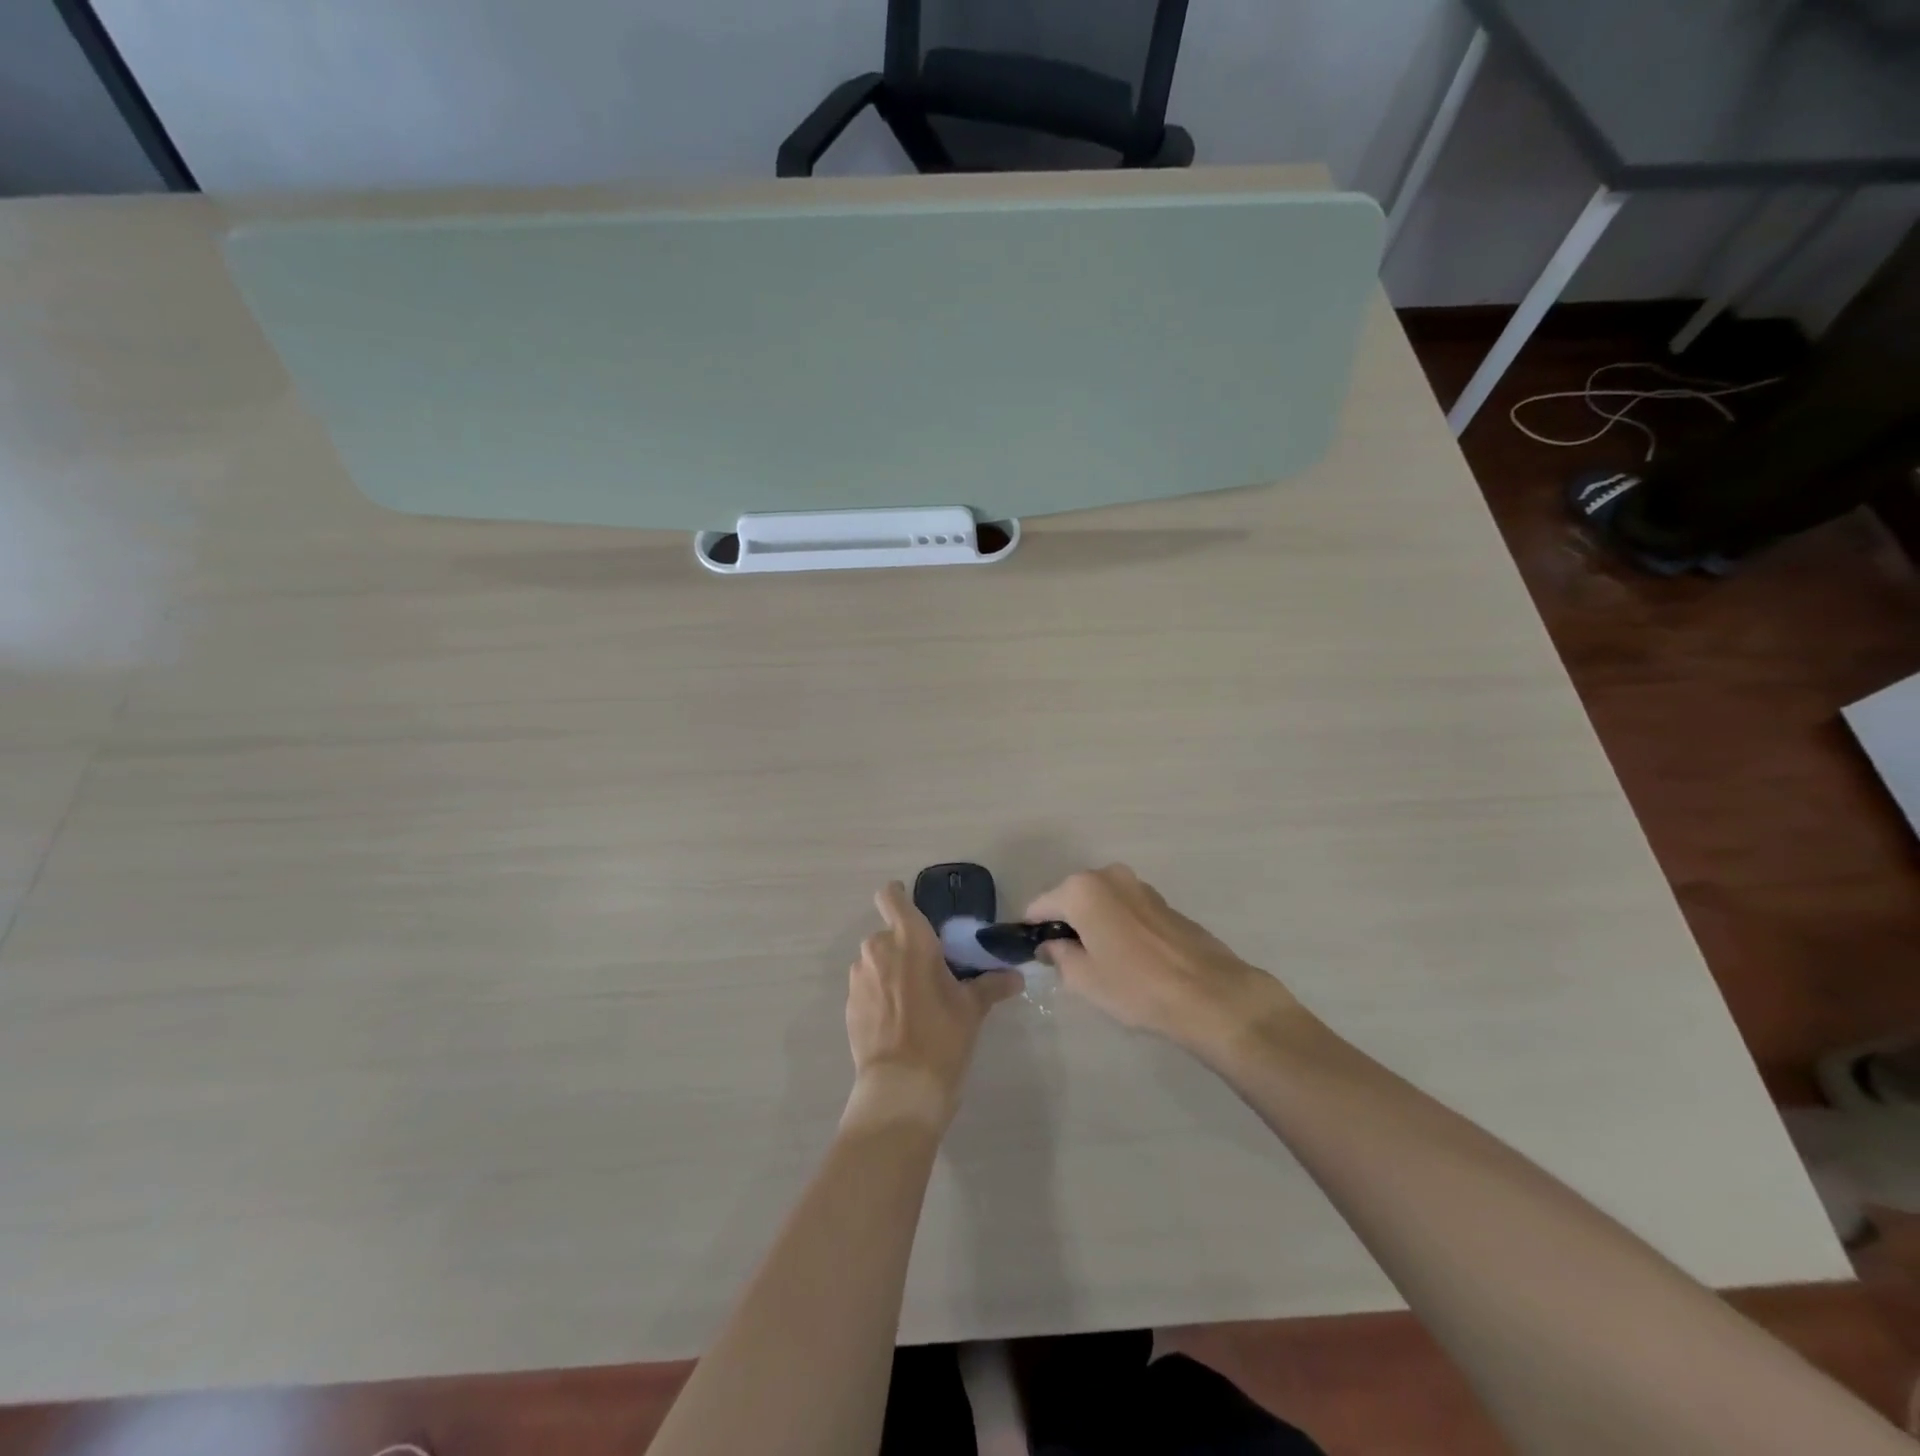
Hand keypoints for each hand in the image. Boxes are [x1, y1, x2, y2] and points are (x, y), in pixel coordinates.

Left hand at [843, 882, 1021, 1131]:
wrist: (901, 1087)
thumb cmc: (942, 1036)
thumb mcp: (972, 1008)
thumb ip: (991, 985)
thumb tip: (1016, 977)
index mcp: (910, 939)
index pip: (891, 897)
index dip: (898, 896)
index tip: (912, 907)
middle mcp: (878, 949)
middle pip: (889, 934)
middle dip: (905, 947)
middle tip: (928, 971)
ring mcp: (859, 977)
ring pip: (876, 961)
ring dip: (891, 970)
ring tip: (913, 1000)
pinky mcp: (849, 1004)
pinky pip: (867, 986)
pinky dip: (880, 994)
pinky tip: (898, 1020)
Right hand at [1025, 865, 1298, 1058]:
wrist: (1209, 994)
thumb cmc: (1136, 986)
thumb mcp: (1083, 978)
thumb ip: (1058, 955)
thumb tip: (1052, 945)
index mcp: (1081, 889)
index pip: (1039, 906)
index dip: (1032, 931)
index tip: (1032, 955)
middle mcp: (1108, 875)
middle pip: (1070, 898)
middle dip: (1064, 924)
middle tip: (1067, 962)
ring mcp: (1138, 885)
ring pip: (1100, 902)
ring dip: (1093, 924)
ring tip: (1100, 961)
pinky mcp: (1162, 900)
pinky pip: (1124, 908)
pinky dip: (1118, 925)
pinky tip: (1128, 957)